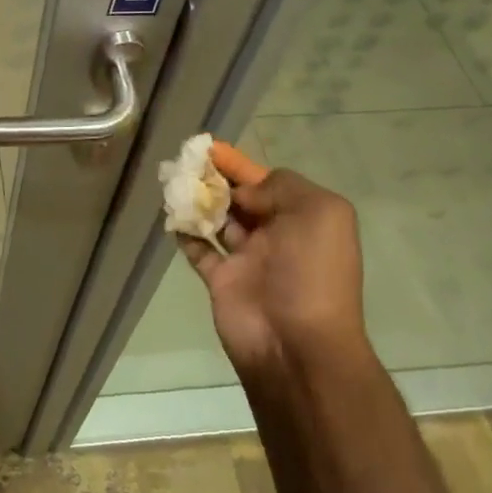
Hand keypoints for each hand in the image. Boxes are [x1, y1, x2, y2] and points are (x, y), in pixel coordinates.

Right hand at [179, 167, 368, 381]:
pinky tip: (172, 216)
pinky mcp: (220, 280)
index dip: (239, 163)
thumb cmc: (312, 273)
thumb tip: (244, 193)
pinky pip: (198, 249)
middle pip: (240, 197)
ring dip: (197, 200)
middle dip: (215, 178)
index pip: (268, 180)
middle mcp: (276, 234)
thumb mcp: (319, 213)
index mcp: (303, 217)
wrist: (296, 345)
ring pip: (217, 219)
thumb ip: (280, 187)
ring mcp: (247, 258)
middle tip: (184, 162)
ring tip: (173, 182)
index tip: (209, 147)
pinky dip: (185, 232)